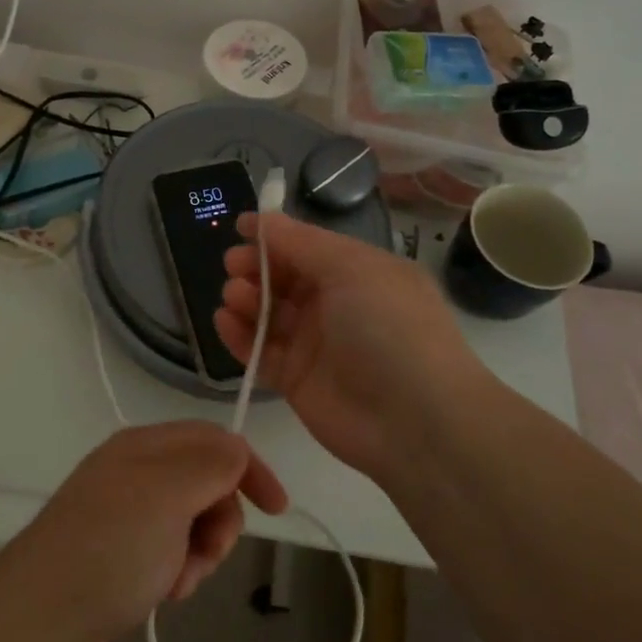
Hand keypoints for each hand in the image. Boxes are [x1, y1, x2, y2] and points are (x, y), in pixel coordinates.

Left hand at [0, 423, 287, 641]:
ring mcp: (126, 511)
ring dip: (199, 552)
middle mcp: (136, 470)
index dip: (249, 469)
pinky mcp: (119, 550)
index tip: (277, 511)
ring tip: (178, 581)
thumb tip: (237, 451)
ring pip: (192, 520)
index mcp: (146, 445)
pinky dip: (177, 570)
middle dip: (220, 520)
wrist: (39, 617)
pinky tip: (164, 593)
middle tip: (208, 552)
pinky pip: (170, 550)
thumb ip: (211, 465)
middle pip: (207, 481)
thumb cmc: (110, 547)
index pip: (215, 440)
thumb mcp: (169, 496)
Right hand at [214, 212, 491, 481]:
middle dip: (256, 266)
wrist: (416, 421)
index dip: (273, 236)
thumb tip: (262, 220)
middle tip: (234, 265)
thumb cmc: (389, 327)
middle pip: (284, 278)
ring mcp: (315, 344)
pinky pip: (260, 352)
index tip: (239, 227)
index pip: (307, 246)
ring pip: (268, 313)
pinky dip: (239, 335)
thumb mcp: (352, 269)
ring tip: (234, 295)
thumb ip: (301, 243)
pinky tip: (224, 320)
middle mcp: (336, 305)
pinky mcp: (296, 380)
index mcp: (358, 272)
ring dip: (246, 298)